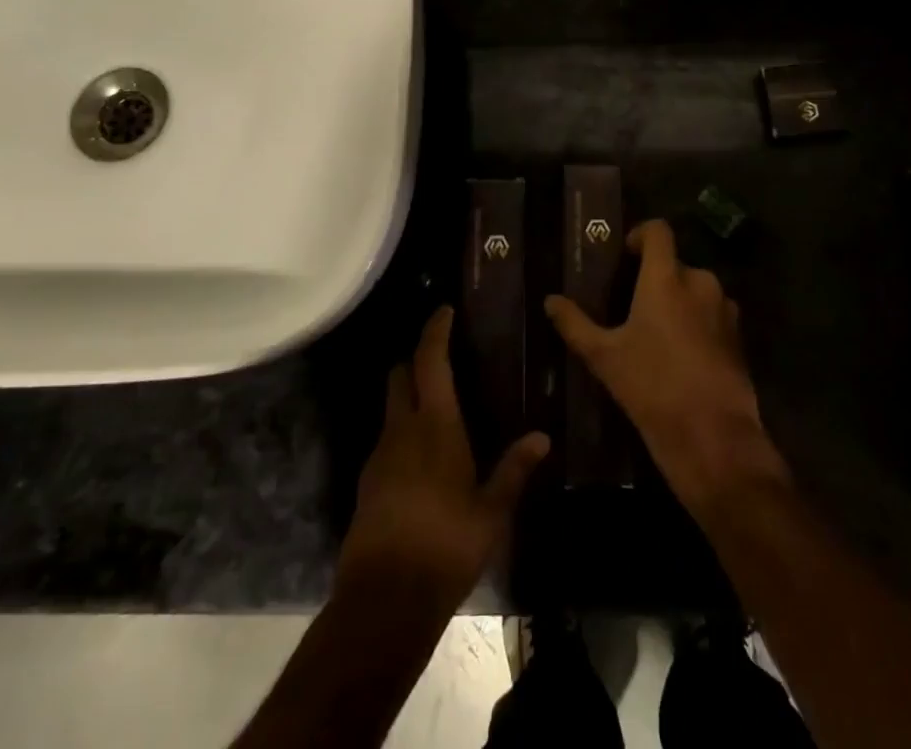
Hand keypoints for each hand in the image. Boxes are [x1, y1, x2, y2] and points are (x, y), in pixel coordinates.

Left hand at [337, 306, 549, 610]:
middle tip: (441, 357)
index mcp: (436, 425)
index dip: (435, 331)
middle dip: (416, 359)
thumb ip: (514, 469)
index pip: (430, 361)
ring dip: (409, 396)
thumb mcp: (492, 511)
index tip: (444, 310)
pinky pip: (386, 439)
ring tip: (437, 406)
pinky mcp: (368, 482)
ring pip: (391, 407)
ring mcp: (380, 455)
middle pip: (401, 375)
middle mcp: (402, 429)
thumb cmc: (446, 545)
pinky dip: (402, 431)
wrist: (384, 600)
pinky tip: (422, 455)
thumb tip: (543, 436)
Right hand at [545, 219, 785, 508]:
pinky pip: (712, 315)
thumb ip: (575, 324)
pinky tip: (679, 355)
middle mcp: (700, 282)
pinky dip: (696, 322)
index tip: (625, 255)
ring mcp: (724, 309)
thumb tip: (550, 300)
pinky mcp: (738, 337)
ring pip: (696, 290)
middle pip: (675, 264)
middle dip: (655, 278)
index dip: (641, 234)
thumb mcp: (604, 357)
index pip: (658, 230)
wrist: (713, 437)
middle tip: (631, 305)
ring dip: (677, 301)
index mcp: (666, 278)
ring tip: (655, 332)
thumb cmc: (652, 387)